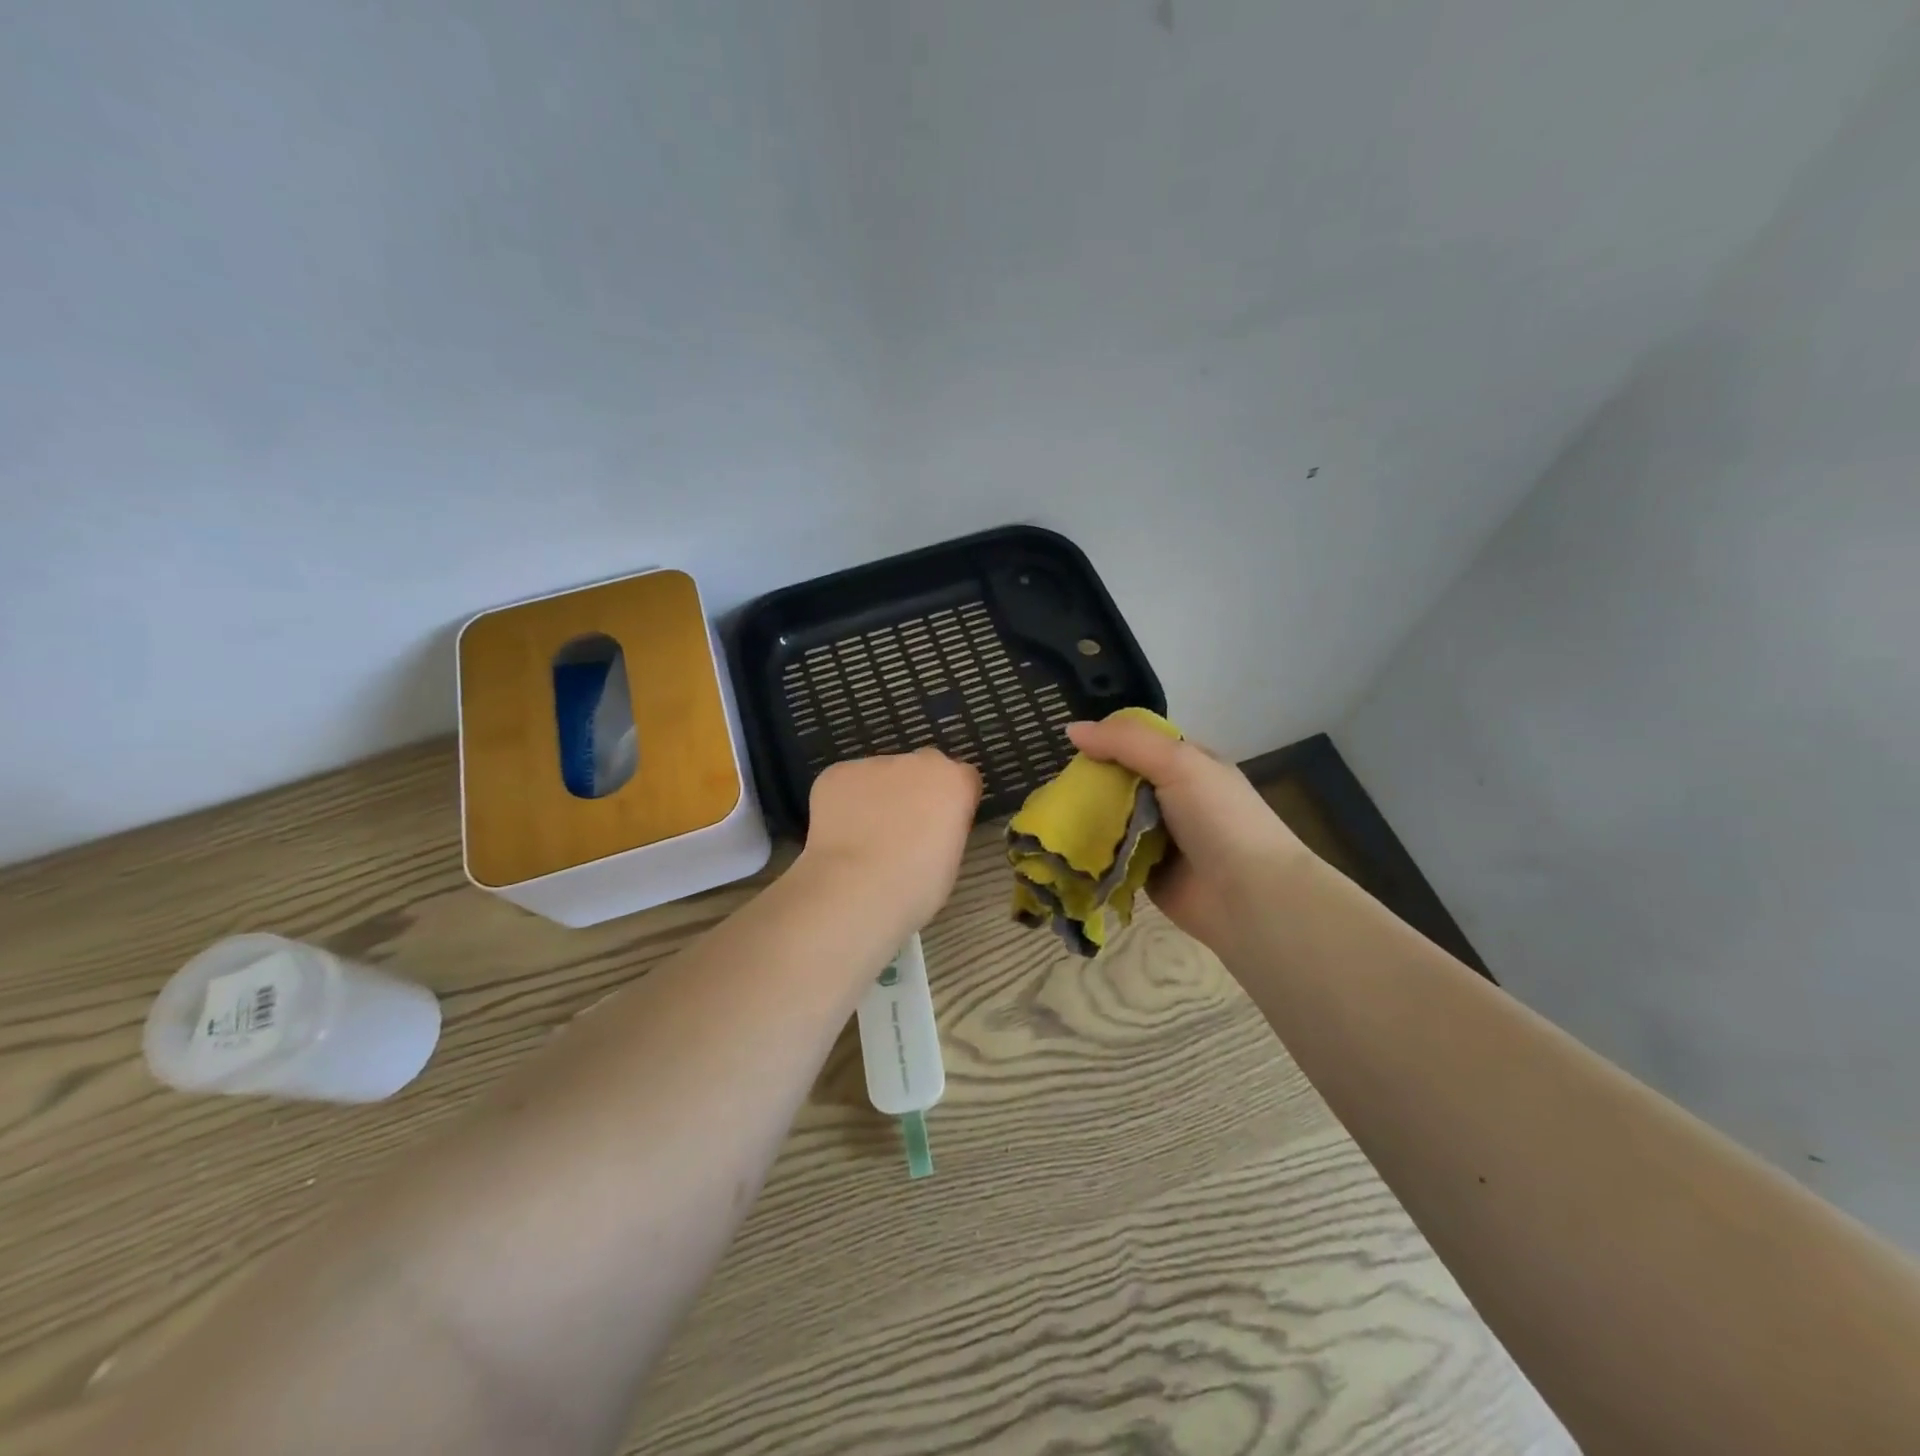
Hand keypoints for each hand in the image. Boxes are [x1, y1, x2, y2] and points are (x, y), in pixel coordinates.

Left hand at [799, 748, 982, 933]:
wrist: (856, 889)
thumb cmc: (916, 885)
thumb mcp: (950, 858)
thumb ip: (945, 827)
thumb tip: (928, 827)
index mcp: (953, 781)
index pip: (963, 778)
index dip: (951, 803)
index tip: (941, 827)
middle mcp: (916, 761)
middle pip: (920, 769)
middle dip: (914, 791)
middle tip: (901, 830)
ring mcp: (872, 764)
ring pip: (879, 776)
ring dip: (877, 796)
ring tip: (863, 836)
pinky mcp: (836, 773)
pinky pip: (846, 783)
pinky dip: (844, 802)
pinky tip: (840, 832)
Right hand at [1066, 716, 1310, 957]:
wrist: (1249, 896)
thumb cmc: (1219, 818)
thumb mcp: (1178, 763)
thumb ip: (1125, 742)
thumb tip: (1071, 729)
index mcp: (1187, 764)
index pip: (1137, 742)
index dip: (1106, 741)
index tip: (1073, 749)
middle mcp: (1172, 797)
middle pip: (1119, 781)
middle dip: (1089, 783)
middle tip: (1055, 788)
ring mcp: (1159, 836)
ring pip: (1111, 818)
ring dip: (1086, 818)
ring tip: (1048, 817)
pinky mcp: (1145, 871)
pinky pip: (1110, 856)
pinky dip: (1091, 853)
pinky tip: (1064, 848)